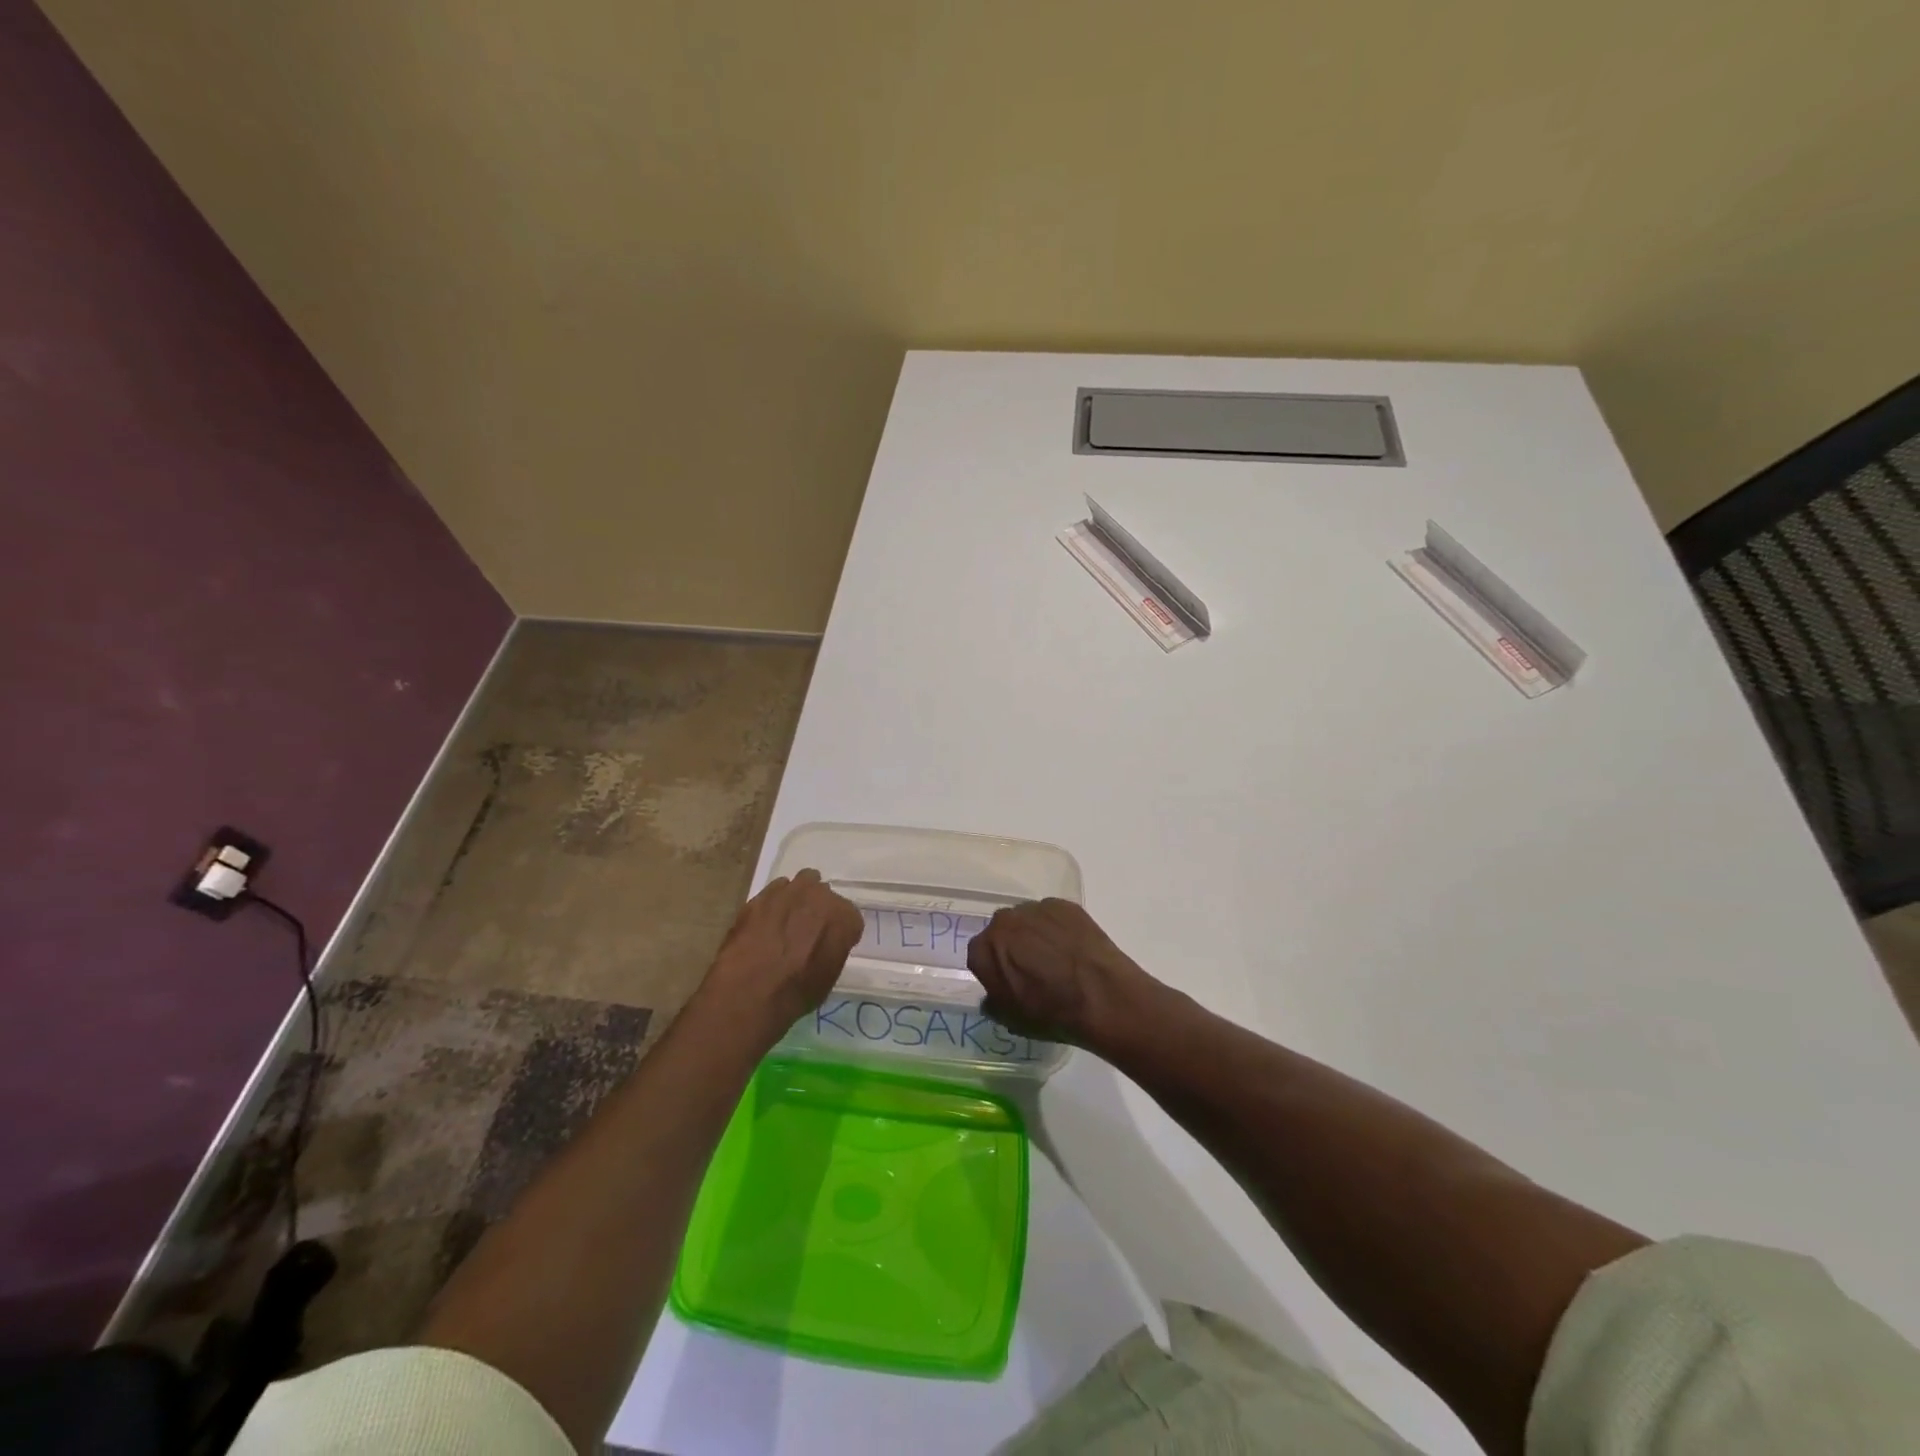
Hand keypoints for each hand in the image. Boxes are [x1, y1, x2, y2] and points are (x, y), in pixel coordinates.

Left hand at [703, 869, 863, 1029]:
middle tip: (807, 931)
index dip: (839, 932)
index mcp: (845, 917)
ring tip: (785, 922)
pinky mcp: (760, 895)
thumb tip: (823, 946)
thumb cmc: (797, 992)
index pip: (849, 918)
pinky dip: (773, 904)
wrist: (750, 991)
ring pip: (800, 884)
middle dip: (818, 909)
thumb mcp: (829, 976)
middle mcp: (821, 895)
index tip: (829, 946)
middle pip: (824, 895)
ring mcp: (789, 891)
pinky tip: (764, 924)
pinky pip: (774, 892)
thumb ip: (832, 949)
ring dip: (797, 899)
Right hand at [966, 899, 1164, 1051]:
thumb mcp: (1012, 1020)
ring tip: (1057, 957)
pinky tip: (1073, 947)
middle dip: (1012, 947)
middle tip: (1032, 969)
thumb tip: (992, 997)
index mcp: (984, 949)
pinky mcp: (1063, 904)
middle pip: (1002, 932)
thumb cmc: (1051, 1012)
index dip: (994, 969)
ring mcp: (1034, 908)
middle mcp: (1003, 921)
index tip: (1008, 983)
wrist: (1100, 994)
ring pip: (1027, 920)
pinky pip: (1053, 915)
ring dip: (1035, 934)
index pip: (979, 955)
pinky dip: (1058, 928)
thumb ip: (994, 1003)